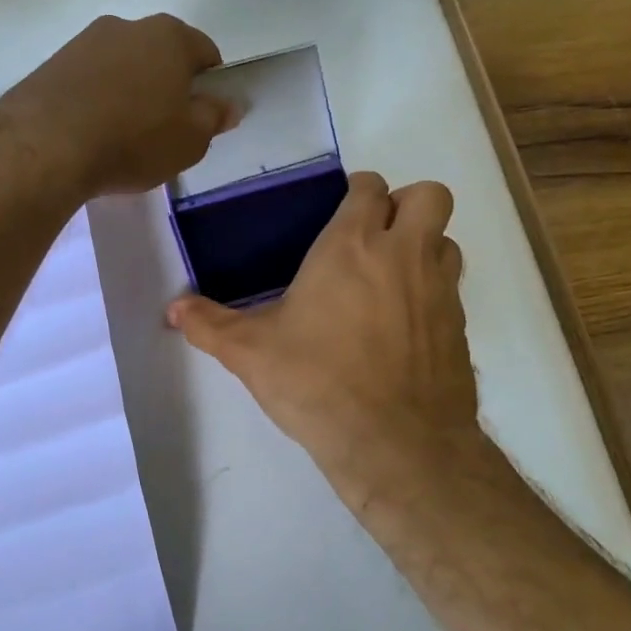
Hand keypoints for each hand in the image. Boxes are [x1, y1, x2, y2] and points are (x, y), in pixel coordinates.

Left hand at [0, 14, 236, 196]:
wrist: (44, 145)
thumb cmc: (133, 140)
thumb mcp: (190, 140)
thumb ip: (214, 117)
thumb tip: (231, 104)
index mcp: (170, 36)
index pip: (205, 52)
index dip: (209, 83)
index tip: (201, 115)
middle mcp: (128, 26)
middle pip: (160, 54)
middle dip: (166, 84)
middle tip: (163, 127)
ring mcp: (85, 41)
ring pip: (121, 65)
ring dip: (128, 90)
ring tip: (122, 134)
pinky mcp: (52, 63)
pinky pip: (88, 79)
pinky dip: (96, 98)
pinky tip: (91, 131)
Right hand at [166, 172, 481, 508]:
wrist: (396, 444)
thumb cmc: (317, 382)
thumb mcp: (250, 352)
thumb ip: (209, 324)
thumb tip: (172, 309)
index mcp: (352, 245)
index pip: (370, 187)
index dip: (359, 193)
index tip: (341, 213)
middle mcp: (405, 255)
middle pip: (429, 195)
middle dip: (406, 205)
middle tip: (374, 237)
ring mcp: (440, 290)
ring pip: (446, 240)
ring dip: (425, 246)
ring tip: (390, 279)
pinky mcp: (459, 328)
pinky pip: (452, 289)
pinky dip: (432, 293)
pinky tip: (403, 327)